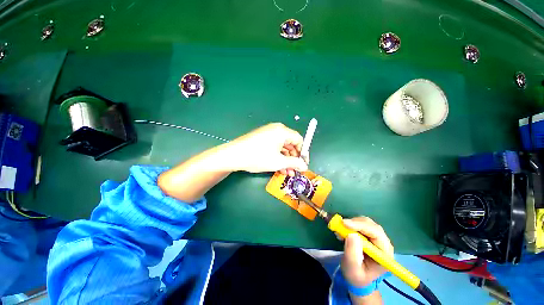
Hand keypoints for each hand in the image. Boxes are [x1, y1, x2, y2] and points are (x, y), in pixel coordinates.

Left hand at [226, 123, 307, 174]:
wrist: (234, 155)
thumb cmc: (258, 157)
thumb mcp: (279, 162)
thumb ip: (294, 163)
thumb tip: (305, 166)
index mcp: (282, 131)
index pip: (299, 140)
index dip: (303, 153)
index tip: (303, 164)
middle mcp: (276, 129)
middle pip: (290, 144)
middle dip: (293, 158)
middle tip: (294, 170)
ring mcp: (268, 133)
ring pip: (282, 147)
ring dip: (286, 160)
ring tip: (287, 172)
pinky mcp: (262, 138)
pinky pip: (274, 147)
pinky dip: (278, 156)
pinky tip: (279, 167)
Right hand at [341, 217, 393, 287]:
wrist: (358, 278)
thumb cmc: (357, 276)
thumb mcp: (352, 269)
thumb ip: (352, 254)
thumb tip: (351, 235)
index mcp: (384, 254)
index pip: (376, 234)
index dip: (361, 226)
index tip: (344, 223)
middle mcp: (384, 243)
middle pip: (371, 225)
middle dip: (355, 223)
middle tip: (340, 225)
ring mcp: (377, 238)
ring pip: (366, 222)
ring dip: (352, 223)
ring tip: (340, 231)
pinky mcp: (370, 234)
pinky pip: (360, 223)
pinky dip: (350, 224)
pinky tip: (343, 230)